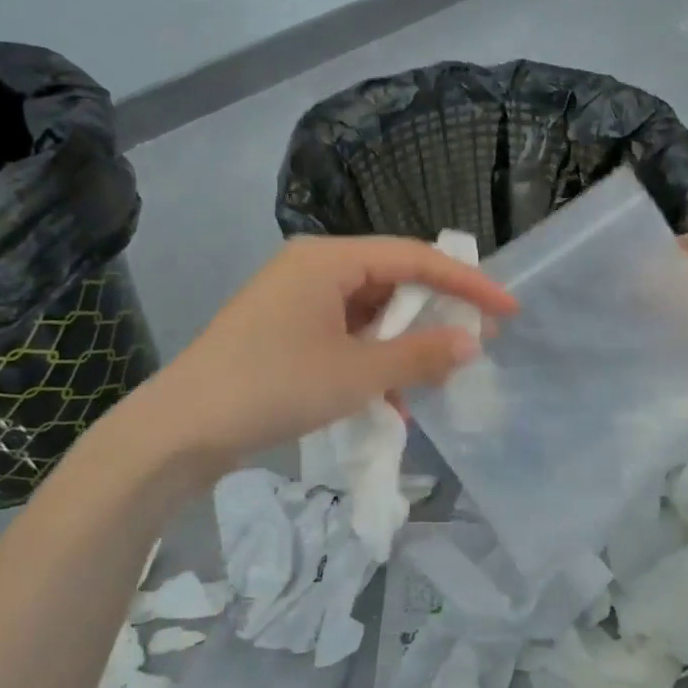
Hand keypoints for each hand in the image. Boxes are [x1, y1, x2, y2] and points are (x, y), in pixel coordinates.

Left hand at [139, 235, 516, 467]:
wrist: (180, 430)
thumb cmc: (274, 387)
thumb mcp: (357, 374)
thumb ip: (420, 354)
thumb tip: (471, 342)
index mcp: (329, 259)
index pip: (415, 257)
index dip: (467, 283)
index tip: (508, 309)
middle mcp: (313, 268)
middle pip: (392, 280)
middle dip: (434, 315)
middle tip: (475, 342)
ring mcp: (296, 299)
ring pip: (370, 312)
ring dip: (402, 345)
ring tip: (434, 379)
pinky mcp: (285, 330)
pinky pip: (345, 334)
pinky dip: (371, 360)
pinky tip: (389, 400)